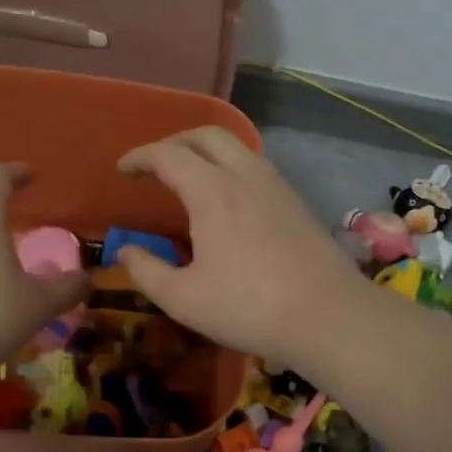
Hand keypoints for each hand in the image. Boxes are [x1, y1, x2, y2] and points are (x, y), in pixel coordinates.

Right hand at [115, 127, 369, 365]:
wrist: (329, 316)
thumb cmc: (249, 308)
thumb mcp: (184, 299)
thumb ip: (147, 271)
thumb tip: (125, 251)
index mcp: (212, 191)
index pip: (168, 155)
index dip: (140, 157)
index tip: (122, 170)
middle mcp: (246, 175)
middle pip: (207, 135)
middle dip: (175, 141)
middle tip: (155, 164)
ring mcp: (277, 186)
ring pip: (237, 147)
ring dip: (207, 151)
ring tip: (190, 177)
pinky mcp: (296, 202)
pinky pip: (256, 166)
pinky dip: (231, 167)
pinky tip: (228, 200)